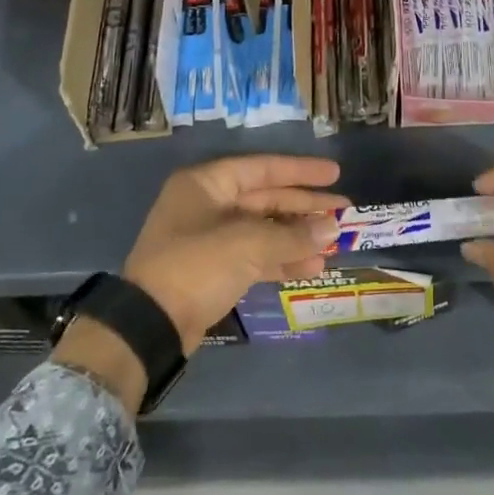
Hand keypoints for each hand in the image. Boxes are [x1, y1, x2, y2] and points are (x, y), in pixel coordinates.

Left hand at [122, 154, 347, 354]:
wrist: (150, 325)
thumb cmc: (196, 266)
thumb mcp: (248, 245)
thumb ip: (292, 235)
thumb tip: (332, 228)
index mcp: (207, 184)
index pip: (263, 169)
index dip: (301, 171)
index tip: (335, 174)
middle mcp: (208, 204)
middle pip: (266, 198)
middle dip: (304, 207)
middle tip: (343, 211)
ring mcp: (210, 238)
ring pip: (264, 229)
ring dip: (298, 236)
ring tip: (334, 243)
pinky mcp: (214, 269)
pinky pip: (256, 256)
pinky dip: (282, 260)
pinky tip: (313, 267)